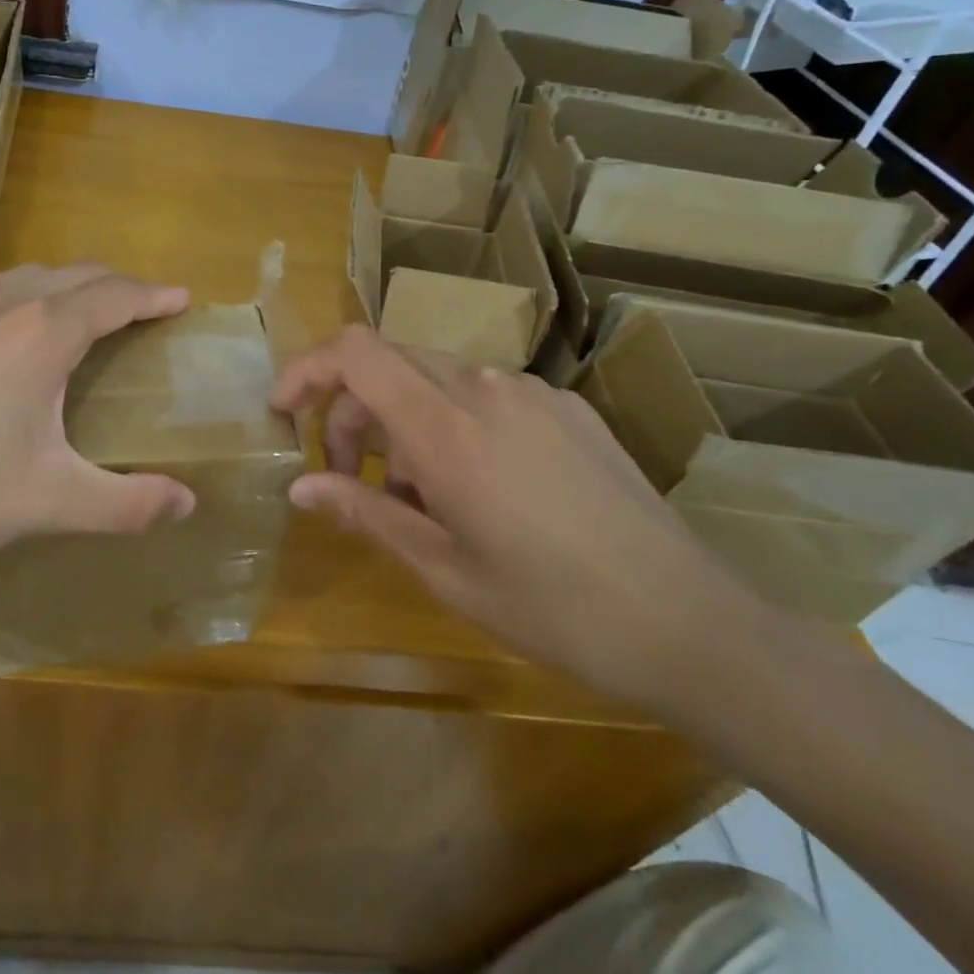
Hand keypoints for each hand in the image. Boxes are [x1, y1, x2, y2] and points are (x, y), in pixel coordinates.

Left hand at [0, 264, 196, 592]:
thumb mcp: (51, 502)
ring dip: (54, 288)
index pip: (115, 296)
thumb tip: (188, 503)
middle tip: (135, 307)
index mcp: (42, 334)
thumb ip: (128, 503)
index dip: (153, 294)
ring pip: (15, 278)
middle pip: (70, 275)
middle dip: (111, 285)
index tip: (180, 298)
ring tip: (66, 315)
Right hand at [272, 326, 763, 707]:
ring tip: (420, 497)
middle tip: (351, 480)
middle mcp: (484, 388)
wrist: (688, 621)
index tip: (285, 411)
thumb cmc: (552, 608)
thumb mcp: (444, 569)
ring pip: (435, 379)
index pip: (356, 352)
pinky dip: (453, 424)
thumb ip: (365, 513)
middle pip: (389, 365)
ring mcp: (531, 391)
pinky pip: (484, 395)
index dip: (308, 367)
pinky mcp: (565, 405)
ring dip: (404, 422)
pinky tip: (479, 487)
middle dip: (353, 412)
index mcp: (447, 428)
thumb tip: (300, 487)